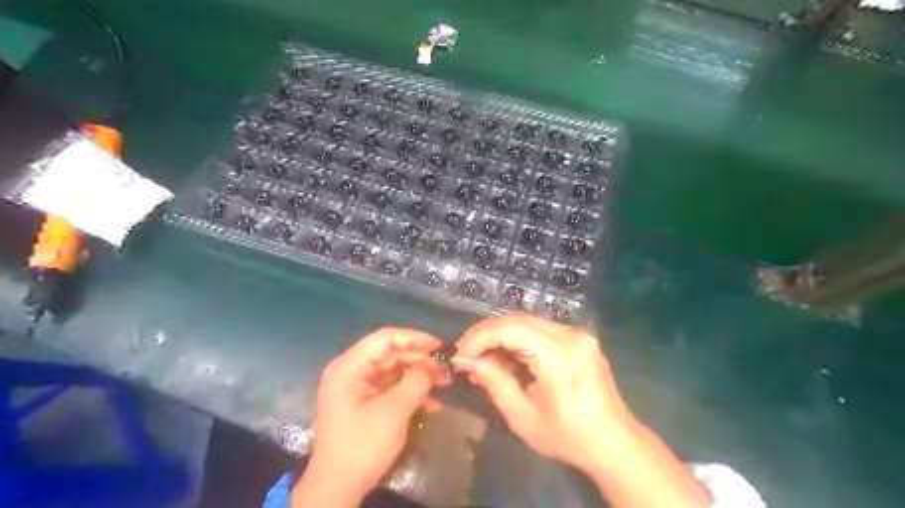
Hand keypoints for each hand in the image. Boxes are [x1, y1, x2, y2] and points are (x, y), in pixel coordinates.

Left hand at [296, 326, 445, 504]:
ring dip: (419, 377)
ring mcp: (358, 388)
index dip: (414, 338)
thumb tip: (433, 364)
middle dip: (420, 361)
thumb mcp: (394, 410)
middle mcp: (352, 371)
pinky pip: (391, 389)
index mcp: (350, 366)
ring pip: (394, 371)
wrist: (339, 487)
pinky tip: (432, 403)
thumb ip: (416, 381)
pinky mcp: (365, 403)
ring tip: (444, 383)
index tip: (439, 345)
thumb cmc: (363, 444)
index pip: (385, 338)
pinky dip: (410, 393)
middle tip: (446, 369)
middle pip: (391, 354)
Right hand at [456, 314, 710, 507]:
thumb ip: (493, 382)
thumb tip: (465, 360)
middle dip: (487, 333)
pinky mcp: (580, 339)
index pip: (511, 329)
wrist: (614, 443)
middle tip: (467, 353)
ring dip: (501, 335)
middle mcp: (571, 335)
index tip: (460, 354)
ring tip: (483, 356)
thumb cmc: (568, 437)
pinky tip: (507, 355)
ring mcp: (578, 334)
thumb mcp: (523, 416)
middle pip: (518, 320)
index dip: (480, 337)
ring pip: (528, 322)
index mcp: (560, 356)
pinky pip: (541, 330)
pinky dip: (519, 339)